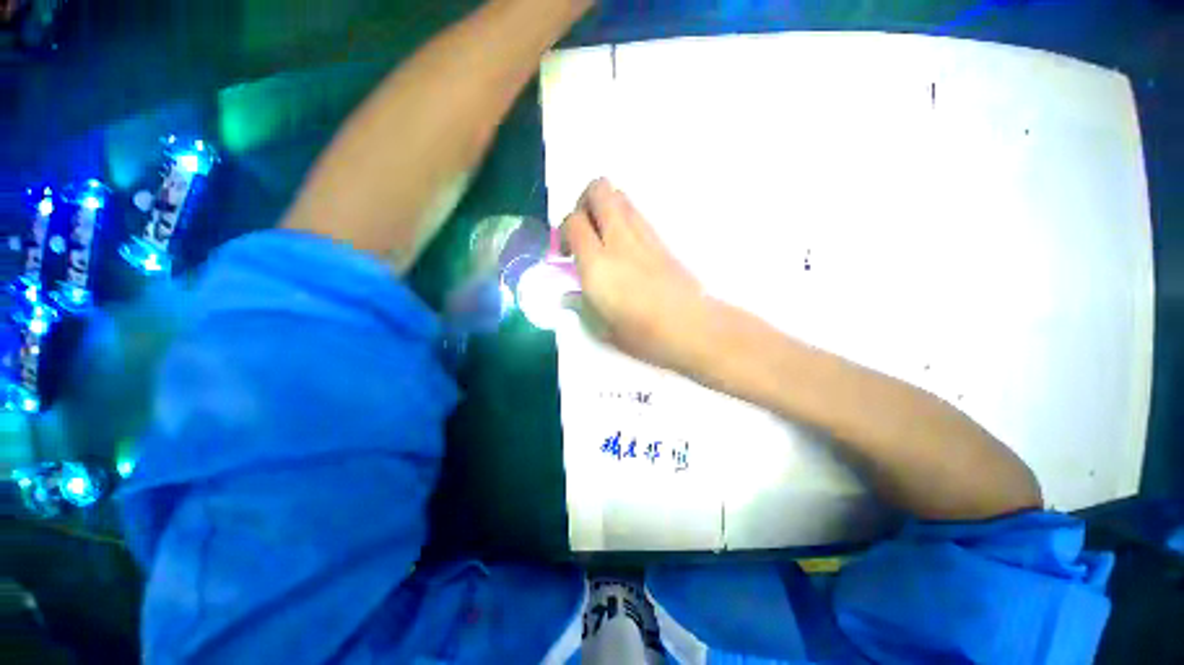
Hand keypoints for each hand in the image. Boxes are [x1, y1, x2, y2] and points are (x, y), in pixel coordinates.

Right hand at [561, 179, 708, 370]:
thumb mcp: (602, 329)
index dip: (563, 231)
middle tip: (583, 230)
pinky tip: (624, 248)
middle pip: (599, 190)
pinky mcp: (661, 240)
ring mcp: (644, 236)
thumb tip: (569, 296)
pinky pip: (637, 215)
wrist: (693, 328)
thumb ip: (581, 307)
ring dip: (605, 207)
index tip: (566, 253)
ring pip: (621, 196)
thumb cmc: (643, 335)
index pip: (573, 222)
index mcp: (597, 264)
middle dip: (583, 201)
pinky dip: (624, 219)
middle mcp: (619, 240)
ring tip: (602, 237)